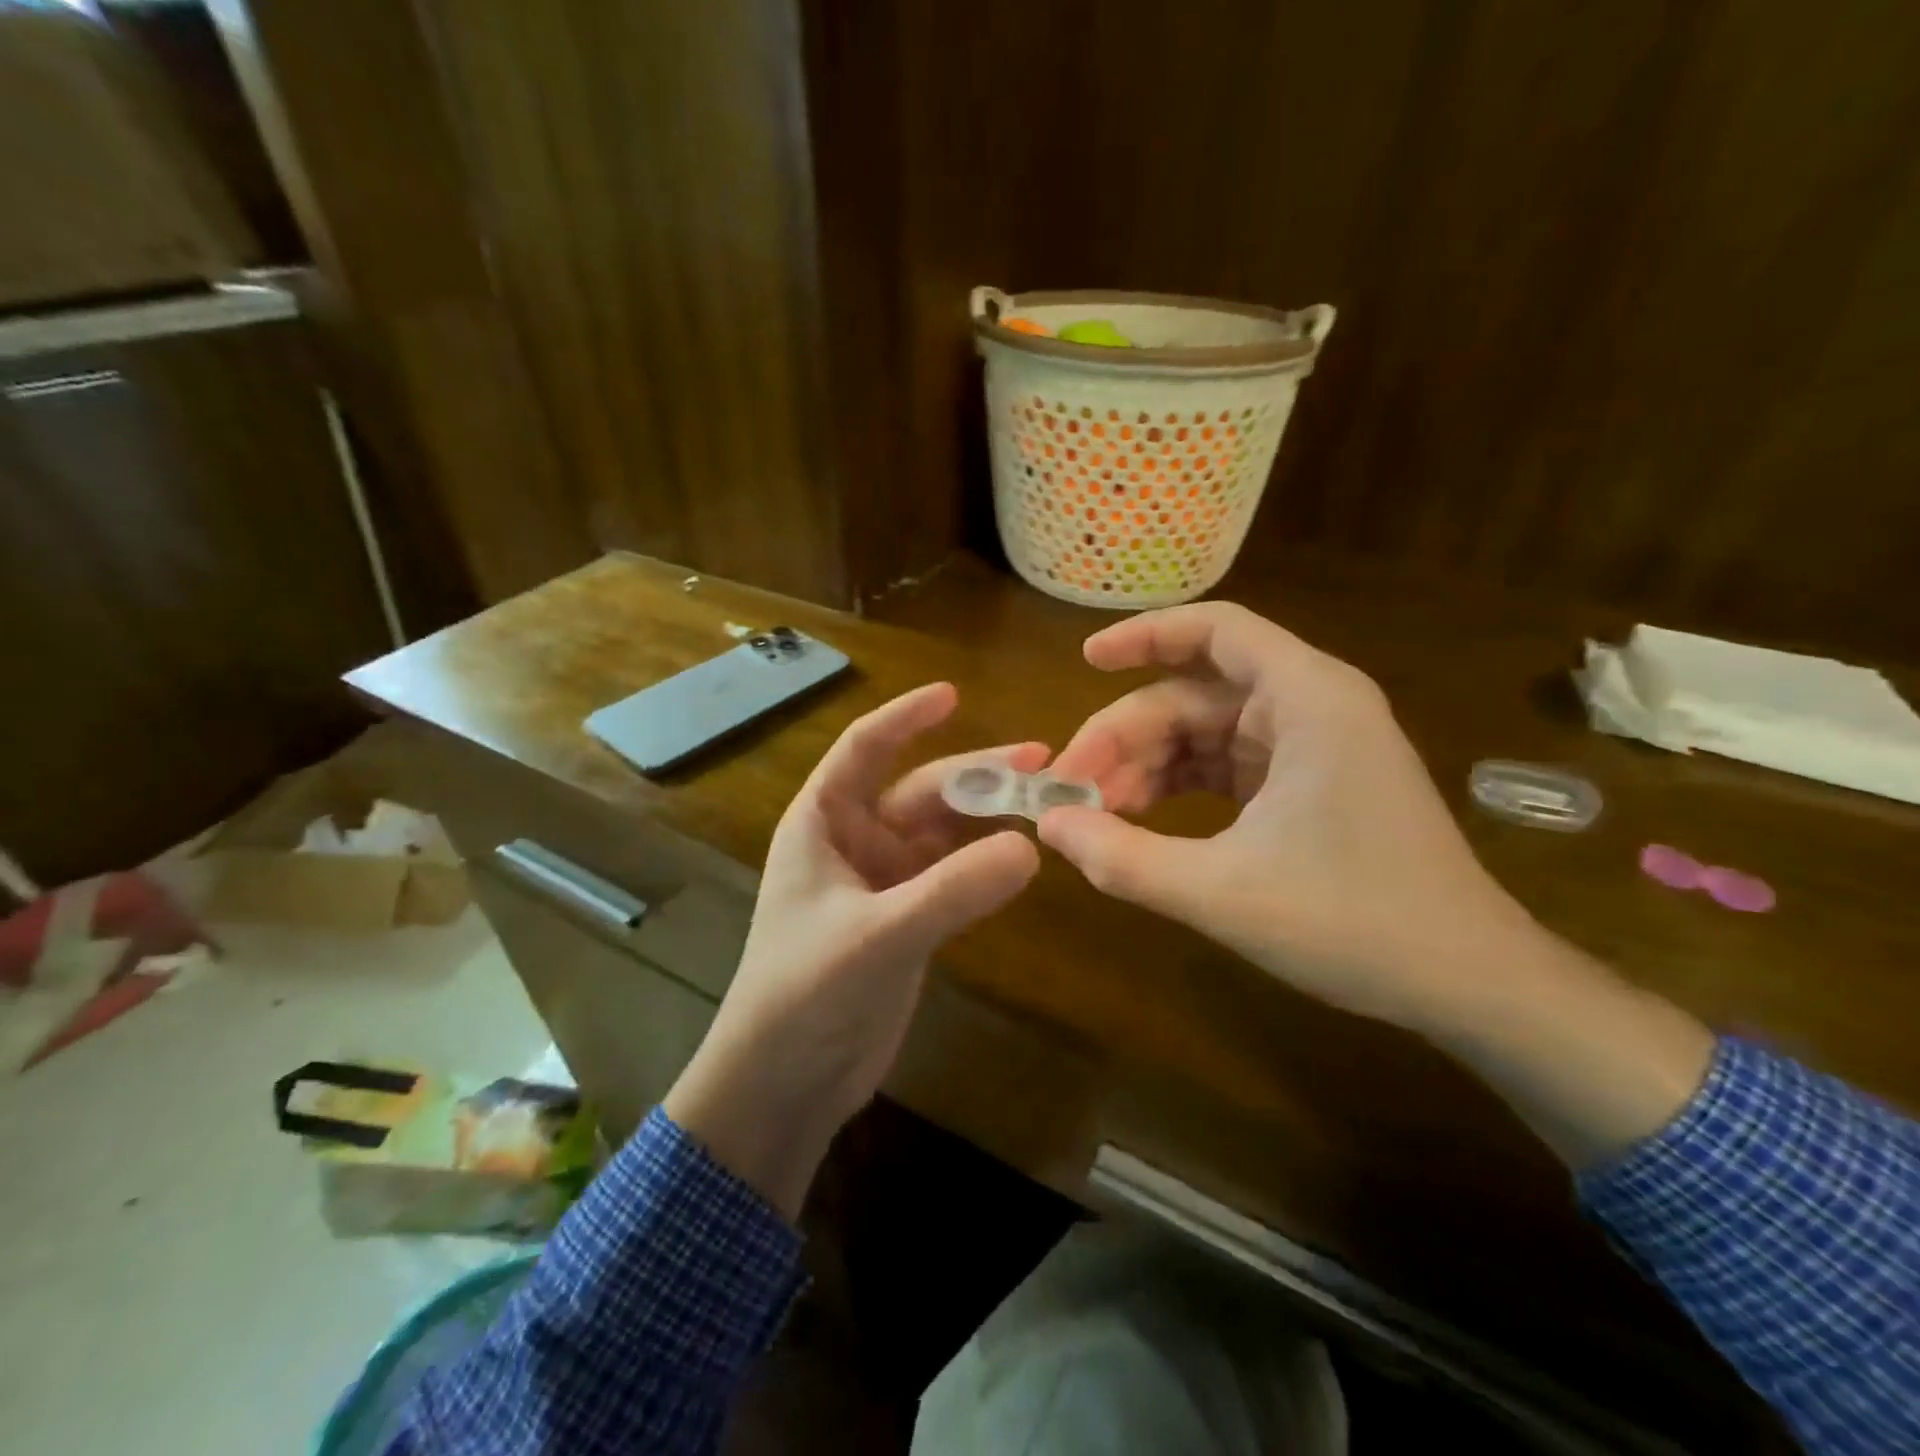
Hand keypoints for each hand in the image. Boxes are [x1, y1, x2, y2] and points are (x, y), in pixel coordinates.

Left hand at [665, 683, 1042, 1215]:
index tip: (954, 694)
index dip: (905, 717)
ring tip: (1046, 800)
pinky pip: (954, 874)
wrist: (783, 1083)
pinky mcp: (908, 920)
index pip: (864, 749)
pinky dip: (986, 861)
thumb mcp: (877, 936)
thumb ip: (952, 891)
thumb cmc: (804, 994)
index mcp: (823, 823)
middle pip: (920, 790)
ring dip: (989, 816)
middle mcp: (854, 842)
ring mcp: (884, 882)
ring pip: (943, 833)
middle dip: (976, 774)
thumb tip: (1031, 847)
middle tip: (1041, 761)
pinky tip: (1024, 852)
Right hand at [1040, 602, 1528, 1030]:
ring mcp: (1311, 748)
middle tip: (1069, 791)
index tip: (1085, 660)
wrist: (1468, 985)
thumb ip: (1125, 858)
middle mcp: (1312, 707)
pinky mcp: (1308, 786)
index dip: (1145, 635)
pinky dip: (1178, 788)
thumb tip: (1049, 826)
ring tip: (1096, 816)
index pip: (1216, 630)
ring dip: (1146, 767)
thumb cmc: (1356, 925)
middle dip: (1125, 737)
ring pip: (1204, 733)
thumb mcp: (1223, 893)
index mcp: (1308, 700)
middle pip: (1193, 694)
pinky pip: (1225, 767)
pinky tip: (1139, 822)